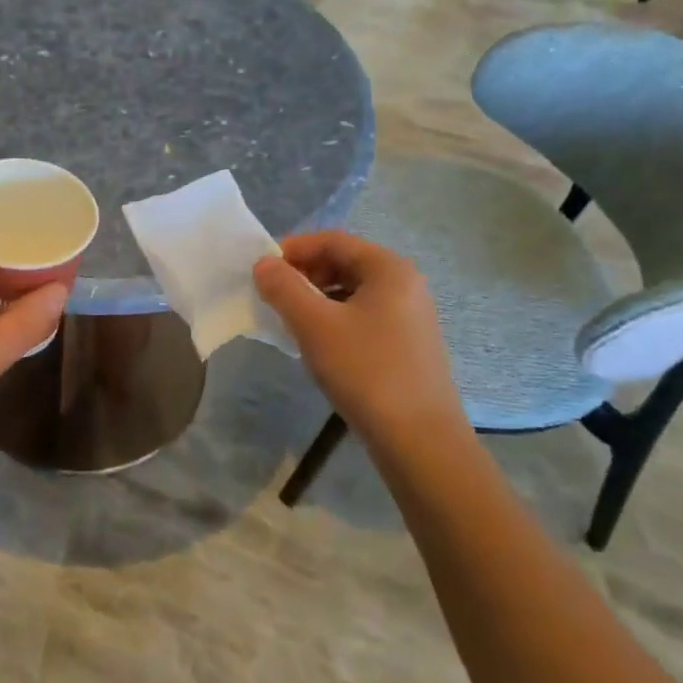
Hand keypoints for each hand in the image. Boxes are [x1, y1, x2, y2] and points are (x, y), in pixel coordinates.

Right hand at [254, 232, 467, 442]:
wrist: (420, 441)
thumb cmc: (366, 371)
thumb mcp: (315, 325)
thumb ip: (284, 288)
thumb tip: (263, 263)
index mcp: (389, 268)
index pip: (332, 240)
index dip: (293, 248)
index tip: (262, 269)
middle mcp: (405, 284)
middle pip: (344, 262)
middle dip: (304, 274)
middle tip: (272, 295)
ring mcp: (410, 316)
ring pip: (352, 292)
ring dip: (317, 298)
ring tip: (288, 320)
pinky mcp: (408, 345)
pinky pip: (363, 316)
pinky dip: (335, 319)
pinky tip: (317, 343)